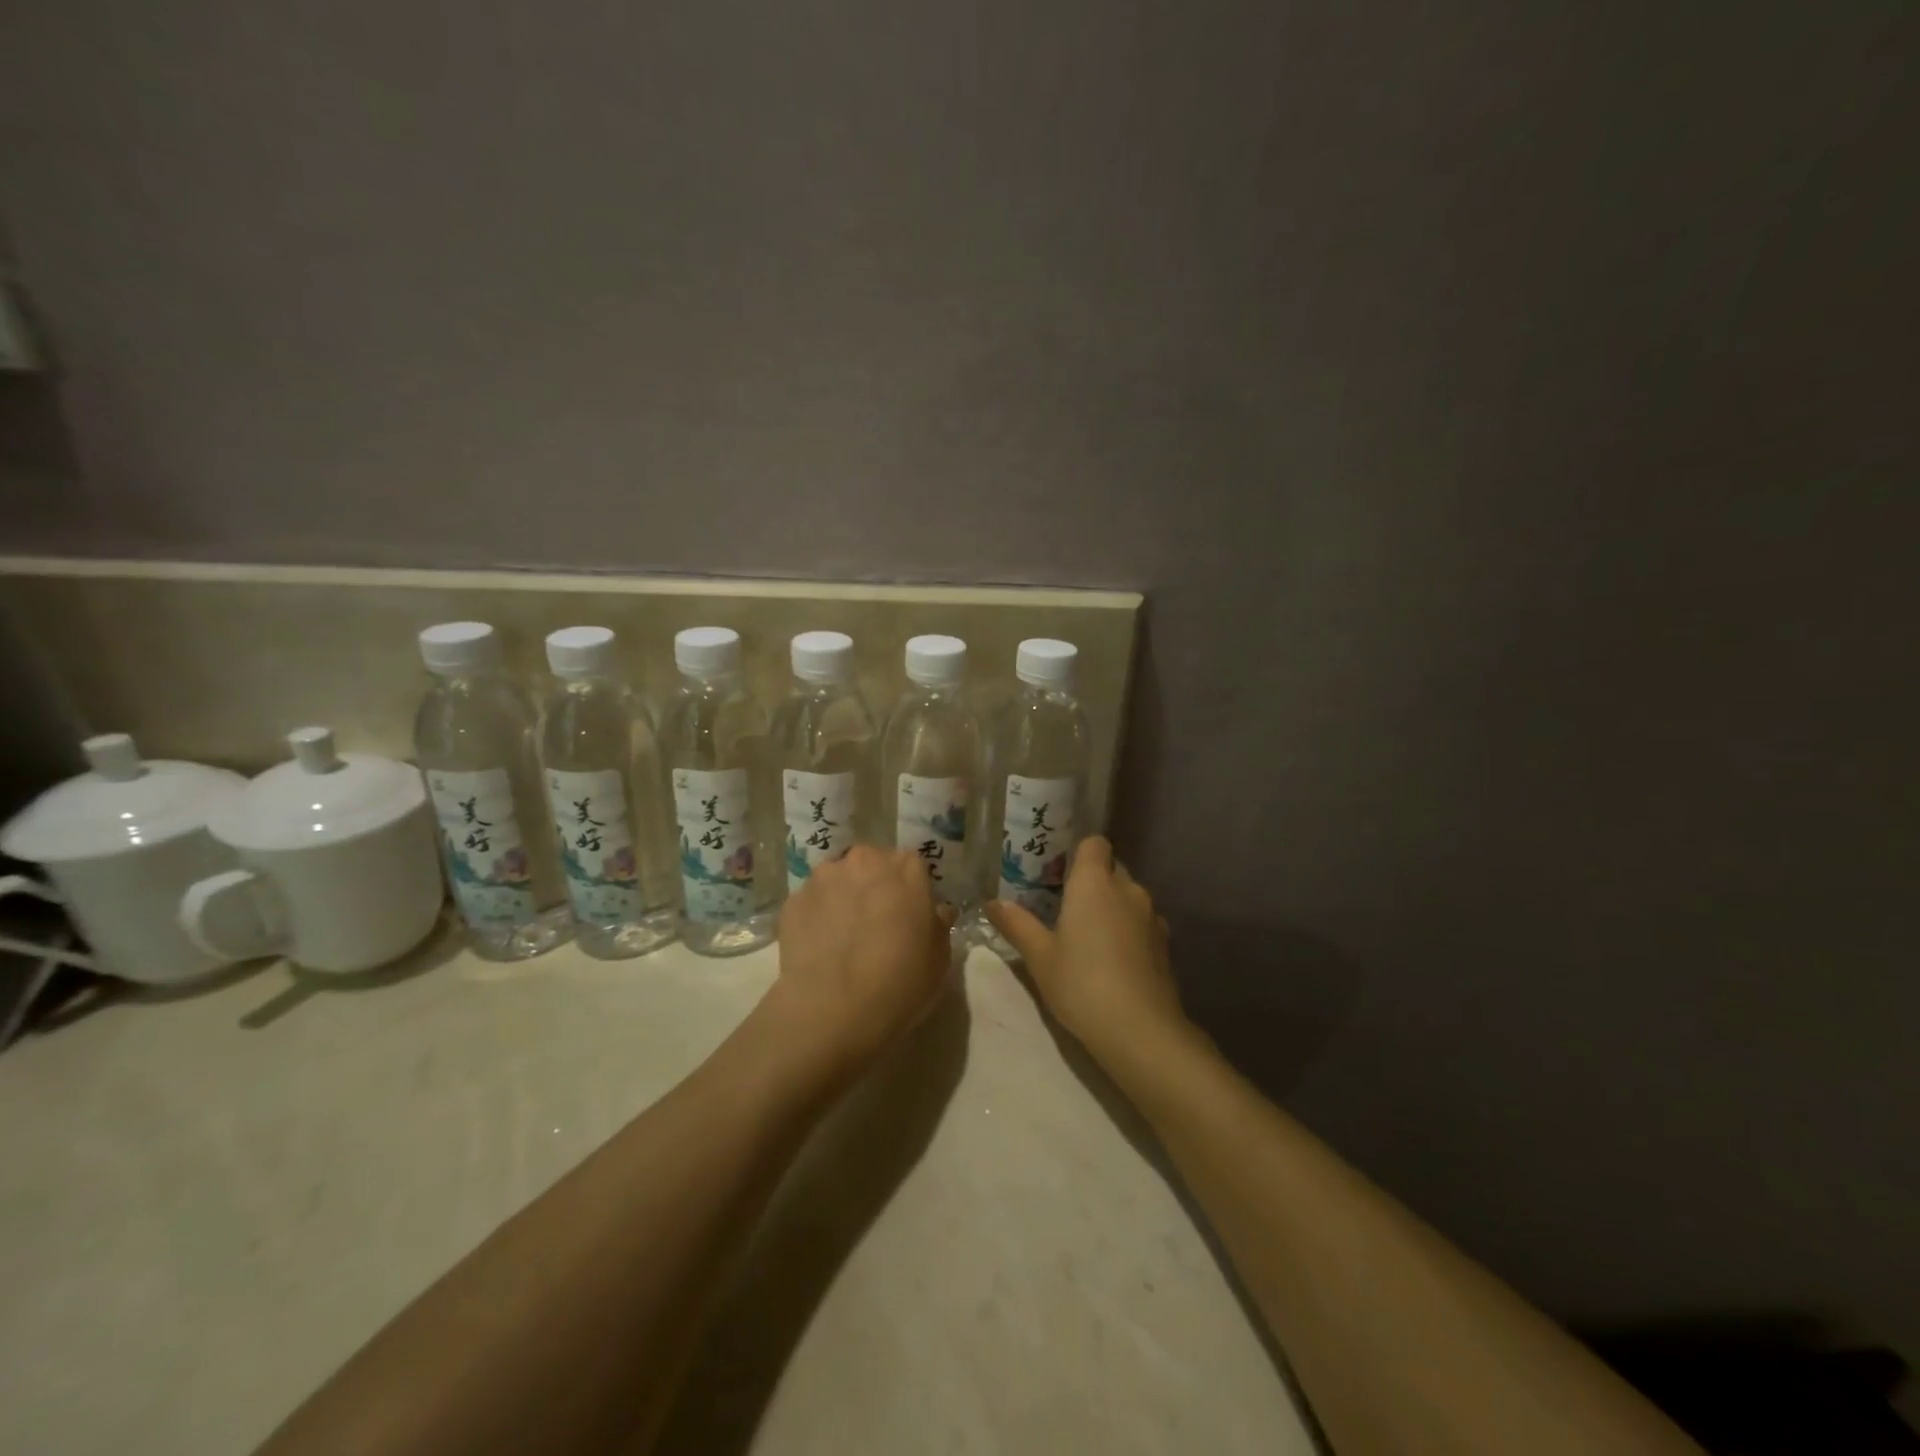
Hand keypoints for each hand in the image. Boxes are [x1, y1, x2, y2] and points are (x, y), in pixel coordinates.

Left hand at [770, 845, 955, 1073]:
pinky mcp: (792, 901)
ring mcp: (823, 878)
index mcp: (905, 868)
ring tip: (843, 935)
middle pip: (871, 864)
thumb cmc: (900, 982)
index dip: (910, 890)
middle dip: (874, 885)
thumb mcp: (939, 957)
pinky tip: (820, 948)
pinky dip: (816, 917)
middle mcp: (863, 860)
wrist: (833, 1011)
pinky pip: (811, 903)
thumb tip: (936, 911)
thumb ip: (938, 923)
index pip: (912, 866)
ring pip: (838, 879)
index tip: (909, 915)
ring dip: (842, 896)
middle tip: (876, 922)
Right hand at [984, 837, 1185, 1066]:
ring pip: (1129, 897)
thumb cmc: (1081, 983)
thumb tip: (992, 902)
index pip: (1094, 843)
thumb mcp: (1039, 956)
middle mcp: (1127, 889)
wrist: (1140, 1030)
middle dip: (1092, 881)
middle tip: (1064, 907)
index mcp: (1094, 883)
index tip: (1059, 872)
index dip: (1079, 853)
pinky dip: (1128, 931)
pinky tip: (1112, 960)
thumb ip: (1016, 924)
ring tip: (1088, 936)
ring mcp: (1152, 916)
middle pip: (1112, 869)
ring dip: (1112, 908)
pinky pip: (1142, 923)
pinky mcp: (1165, 944)